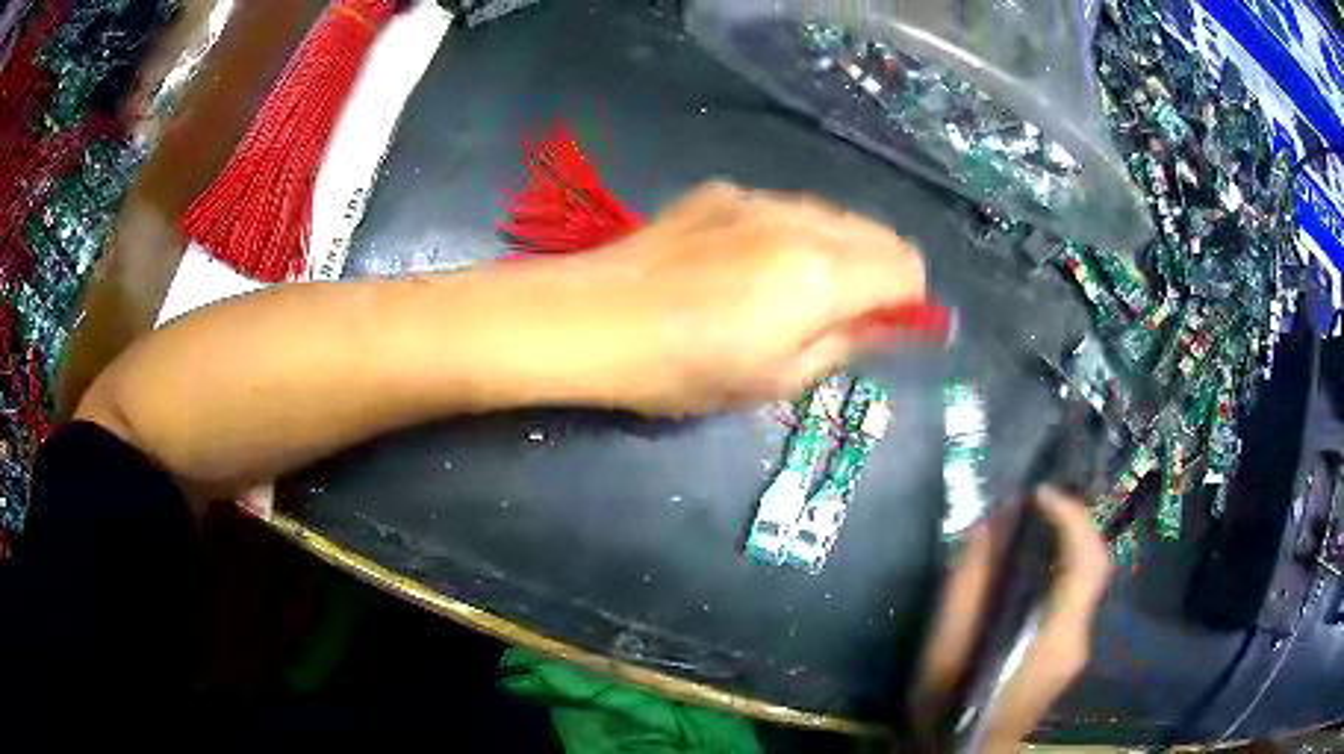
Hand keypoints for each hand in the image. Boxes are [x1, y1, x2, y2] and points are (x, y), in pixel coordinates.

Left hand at [550, 181, 925, 414]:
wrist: (592, 318)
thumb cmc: (684, 368)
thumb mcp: (776, 380)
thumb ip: (845, 345)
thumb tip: (885, 327)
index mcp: (824, 273)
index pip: (907, 268)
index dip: (910, 301)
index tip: (888, 327)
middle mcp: (802, 220)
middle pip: (878, 234)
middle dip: (880, 273)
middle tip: (847, 313)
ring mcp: (758, 197)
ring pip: (833, 216)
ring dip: (838, 251)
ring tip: (793, 289)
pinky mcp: (721, 191)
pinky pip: (784, 208)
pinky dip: (792, 234)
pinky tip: (747, 263)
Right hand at [911, 488, 1111, 751]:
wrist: (963, 753)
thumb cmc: (949, 705)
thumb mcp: (945, 646)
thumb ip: (968, 584)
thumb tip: (990, 524)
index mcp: (1055, 637)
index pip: (1087, 563)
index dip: (1071, 518)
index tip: (1039, 494)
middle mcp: (1079, 636)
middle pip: (1095, 563)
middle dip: (1074, 521)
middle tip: (1038, 501)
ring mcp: (1079, 645)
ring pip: (1089, 576)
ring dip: (1069, 540)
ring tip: (1034, 521)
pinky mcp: (1070, 650)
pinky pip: (1076, 593)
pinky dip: (1063, 565)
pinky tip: (1034, 561)